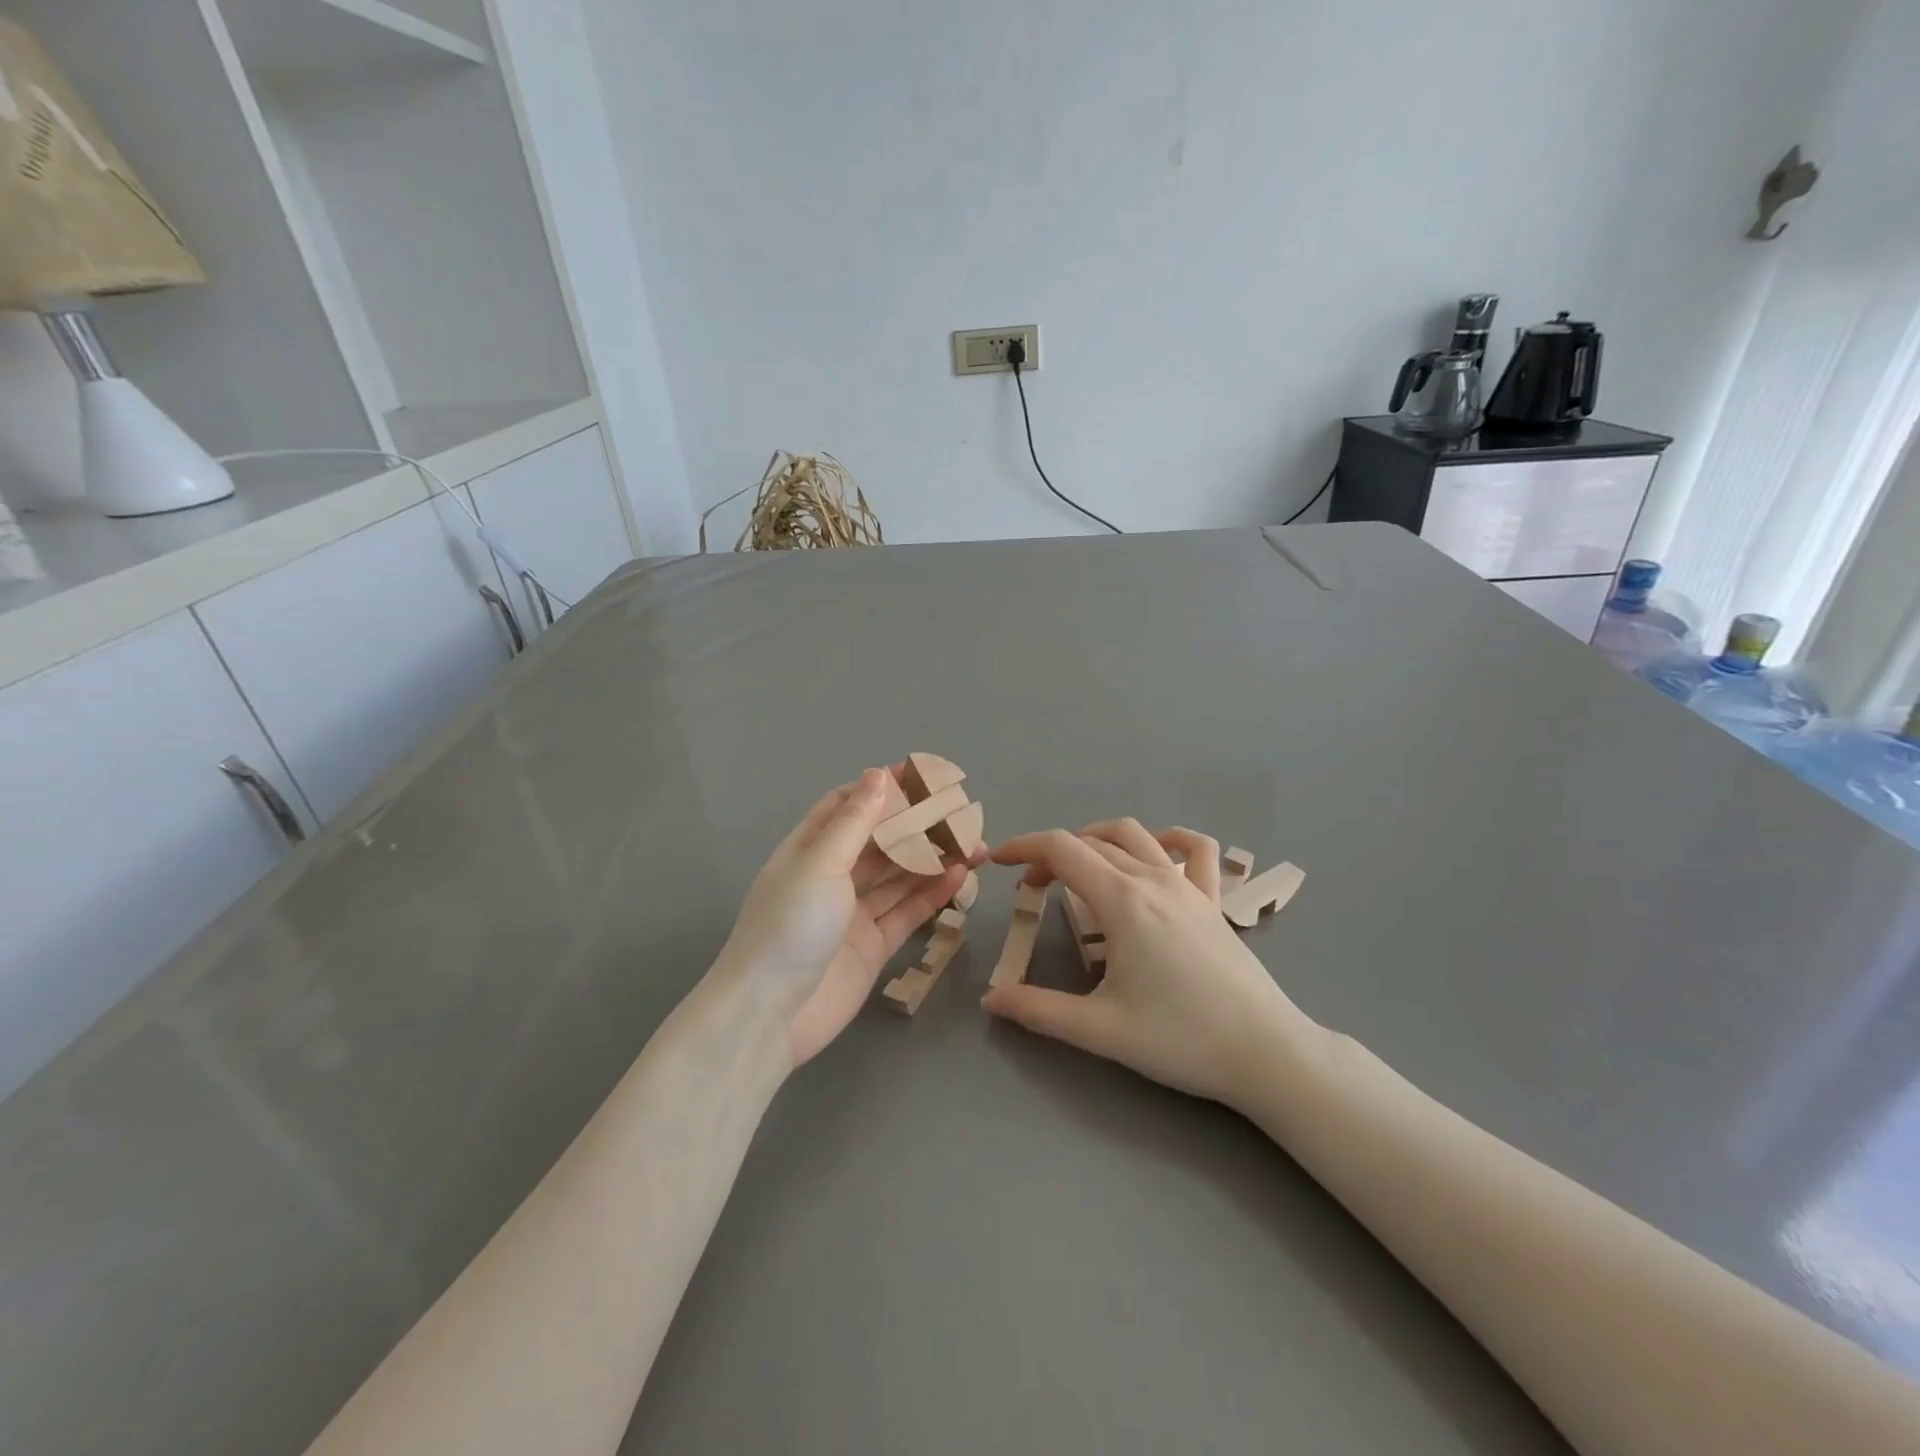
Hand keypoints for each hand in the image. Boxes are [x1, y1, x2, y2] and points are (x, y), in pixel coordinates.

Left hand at [716, 768, 970, 1067]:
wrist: (770, 1016)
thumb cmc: (790, 926)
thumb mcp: (821, 864)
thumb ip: (855, 822)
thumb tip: (878, 774)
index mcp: (809, 850)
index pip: (846, 807)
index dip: (880, 790)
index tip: (920, 776)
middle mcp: (832, 877)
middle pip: (880, 842)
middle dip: (916, 826)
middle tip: (960, 813)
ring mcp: (853, 913)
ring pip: (899, 876)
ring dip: (932, 859)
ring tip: (972, 843)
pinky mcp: (873, 945)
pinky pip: (908, 911)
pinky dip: (932, 894)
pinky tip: (960, 876)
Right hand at [982, 820, 1319, 1110]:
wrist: (1265, 1053)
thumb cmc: (1181, 1039)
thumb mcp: (1100, 1029)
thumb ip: (1039, 1011)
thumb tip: (991, 1000)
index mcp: (1122, 901)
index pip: (1061, 850)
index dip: (1023, 848)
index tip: (998, 863)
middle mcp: (1153, 879)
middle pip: (1091, 841)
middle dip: (1052, 854)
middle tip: (1030, 888)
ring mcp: (1189, 886)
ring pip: (1135, 835)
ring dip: (1098, 838)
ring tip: (1078, 865)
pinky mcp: (1214, 901)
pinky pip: (1196, 850)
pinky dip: (1169, 839)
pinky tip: (1156, 853)